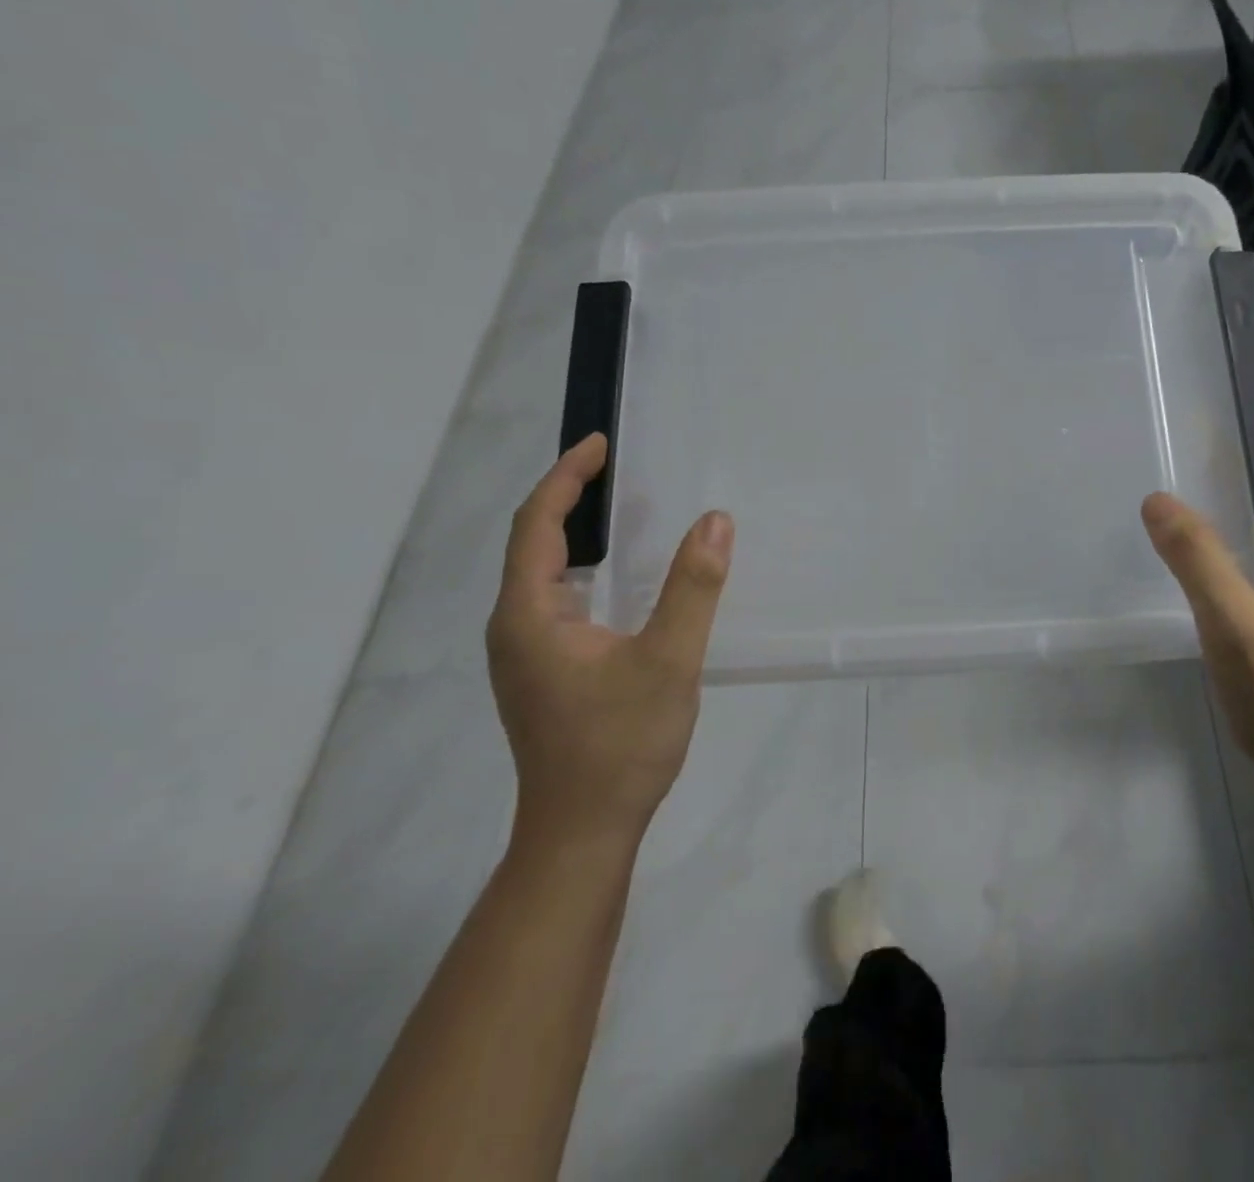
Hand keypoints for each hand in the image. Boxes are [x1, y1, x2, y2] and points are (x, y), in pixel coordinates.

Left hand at [485, 434, 732, 848]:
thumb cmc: (619, 744)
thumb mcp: (668, 660)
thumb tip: (715, 521)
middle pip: (533, 544)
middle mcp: (514, 627)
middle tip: (615, 468)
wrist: (583, 832)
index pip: (538, 525)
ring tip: (621, 509)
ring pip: (544, 575)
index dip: (567, 478)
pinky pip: (558, 601)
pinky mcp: (544, 673)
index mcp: (529, 615)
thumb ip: (693, 587)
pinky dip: (586, 570)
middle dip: (569, 498)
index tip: (599, 443)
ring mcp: (526, 654)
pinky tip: (621, 578)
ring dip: (577, 534)